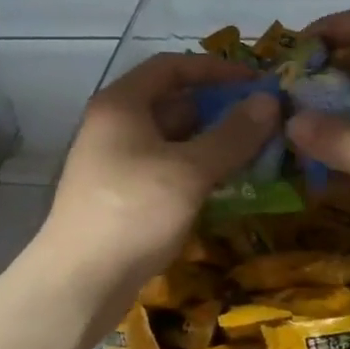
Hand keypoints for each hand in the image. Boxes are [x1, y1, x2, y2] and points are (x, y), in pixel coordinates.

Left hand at [36, 53, 277, 322]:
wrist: (80, 282)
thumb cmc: (133, 212)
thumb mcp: (190, 170)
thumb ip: (232, 135)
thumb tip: (269, 101)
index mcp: (122, 104)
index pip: (171, 66)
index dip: (215, 69)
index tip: (254, 82)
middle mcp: (115, 125)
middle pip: (173, 102)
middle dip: (219, 109)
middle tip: (263, 123)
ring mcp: (116, 161)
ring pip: (172, 139)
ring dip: (211, 143)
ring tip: (255, 154)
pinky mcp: (122, 194)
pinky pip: (166, 168)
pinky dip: (195, 169)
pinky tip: (226, 186)